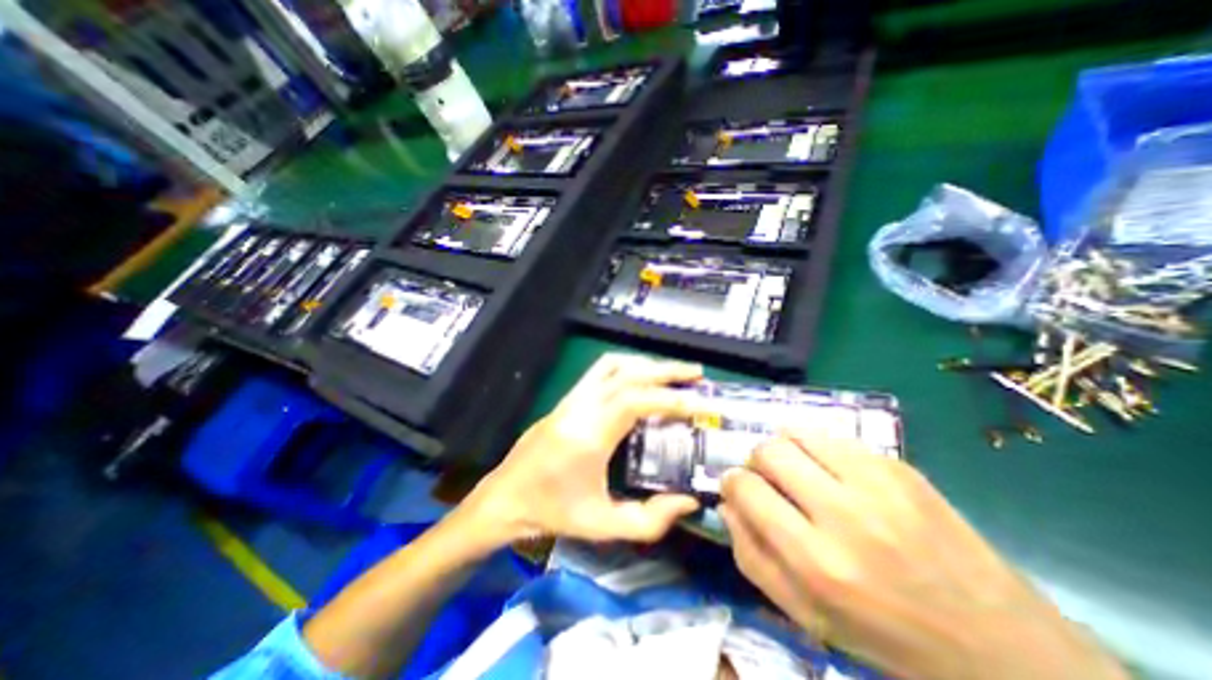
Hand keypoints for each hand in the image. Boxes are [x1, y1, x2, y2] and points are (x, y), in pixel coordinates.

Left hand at [464, 353, 710, 542]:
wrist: (505, 498)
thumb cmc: (552, 513)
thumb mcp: (603, 525)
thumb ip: (650, 520)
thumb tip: (689, 501)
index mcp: (588, 436)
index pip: (636, 401)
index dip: (671, 399)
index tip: (700, 404)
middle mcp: (580, 407)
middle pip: (627, 374)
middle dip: (666, 371)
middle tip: (697, 374)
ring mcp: (570, 398)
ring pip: (612, 365)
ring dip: (646, 365)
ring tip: (673, 374)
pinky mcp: (566, 398)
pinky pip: (600, 371)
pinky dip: (627, 367)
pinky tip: (641, 378)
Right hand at [719, 432, 1126, 679]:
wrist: (1003, 648)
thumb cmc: (886, 636)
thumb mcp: (805, 616)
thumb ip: (751, 556)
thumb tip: (727, 504)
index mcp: (817, 562)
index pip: (747, 488)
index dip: (732, 482)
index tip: (736, 487)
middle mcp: (845, 515)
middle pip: (769, 451)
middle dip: (755, 461)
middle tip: (767, 479)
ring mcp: (878, 484)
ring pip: (798, 433)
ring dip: (784, 448)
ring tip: (796, 469)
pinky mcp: (901, 468)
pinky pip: (834, 438)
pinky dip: (817, 448)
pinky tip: (830, 472)